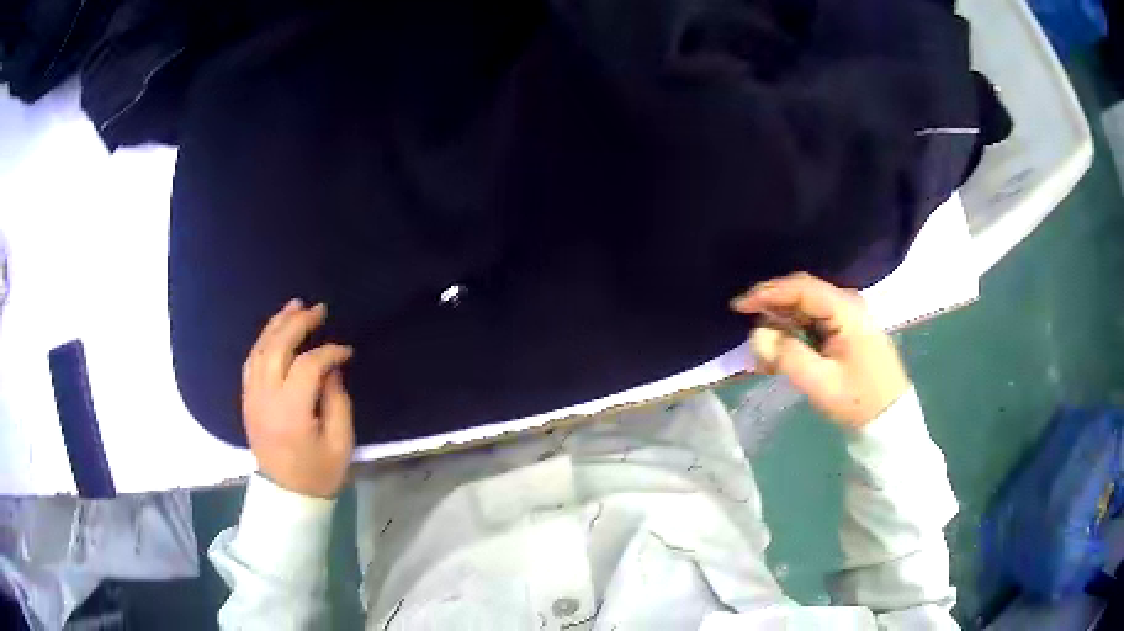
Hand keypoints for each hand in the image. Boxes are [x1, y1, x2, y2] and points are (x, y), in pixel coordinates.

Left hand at [241, 299, 354, 497]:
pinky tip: (275, 332)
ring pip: (259, 350)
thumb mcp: (340, 443)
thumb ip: (337, 401)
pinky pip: (250, 362)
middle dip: (298, 324)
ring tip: (294, 307)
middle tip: (318, 309)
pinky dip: (262, 342)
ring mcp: (252, 399)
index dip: (329, 352)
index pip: (308, 366)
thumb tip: (331, 368)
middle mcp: (266, 399)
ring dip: (276, 325)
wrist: (287, 497)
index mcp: (291, 413)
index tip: (347, 350)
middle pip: (277, 348)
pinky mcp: (247, 401)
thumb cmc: (318, 474)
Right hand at [730, 273, 908, 428]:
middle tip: (747, 328)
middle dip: (771, 309)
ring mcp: (847, 315)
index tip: (739, 306)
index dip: (767, 293)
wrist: (890, 416)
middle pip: (801, 293)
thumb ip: (788, 356)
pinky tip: (780, 355)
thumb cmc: (859, 401)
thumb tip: (759, 334)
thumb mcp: (821, 384)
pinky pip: (812, 321)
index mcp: (845, 311)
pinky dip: (793, 334)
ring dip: (781, 324)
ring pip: (804, 308)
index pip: (801, 288)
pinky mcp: (845, 328)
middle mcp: (847, 303)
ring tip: (763, 353)